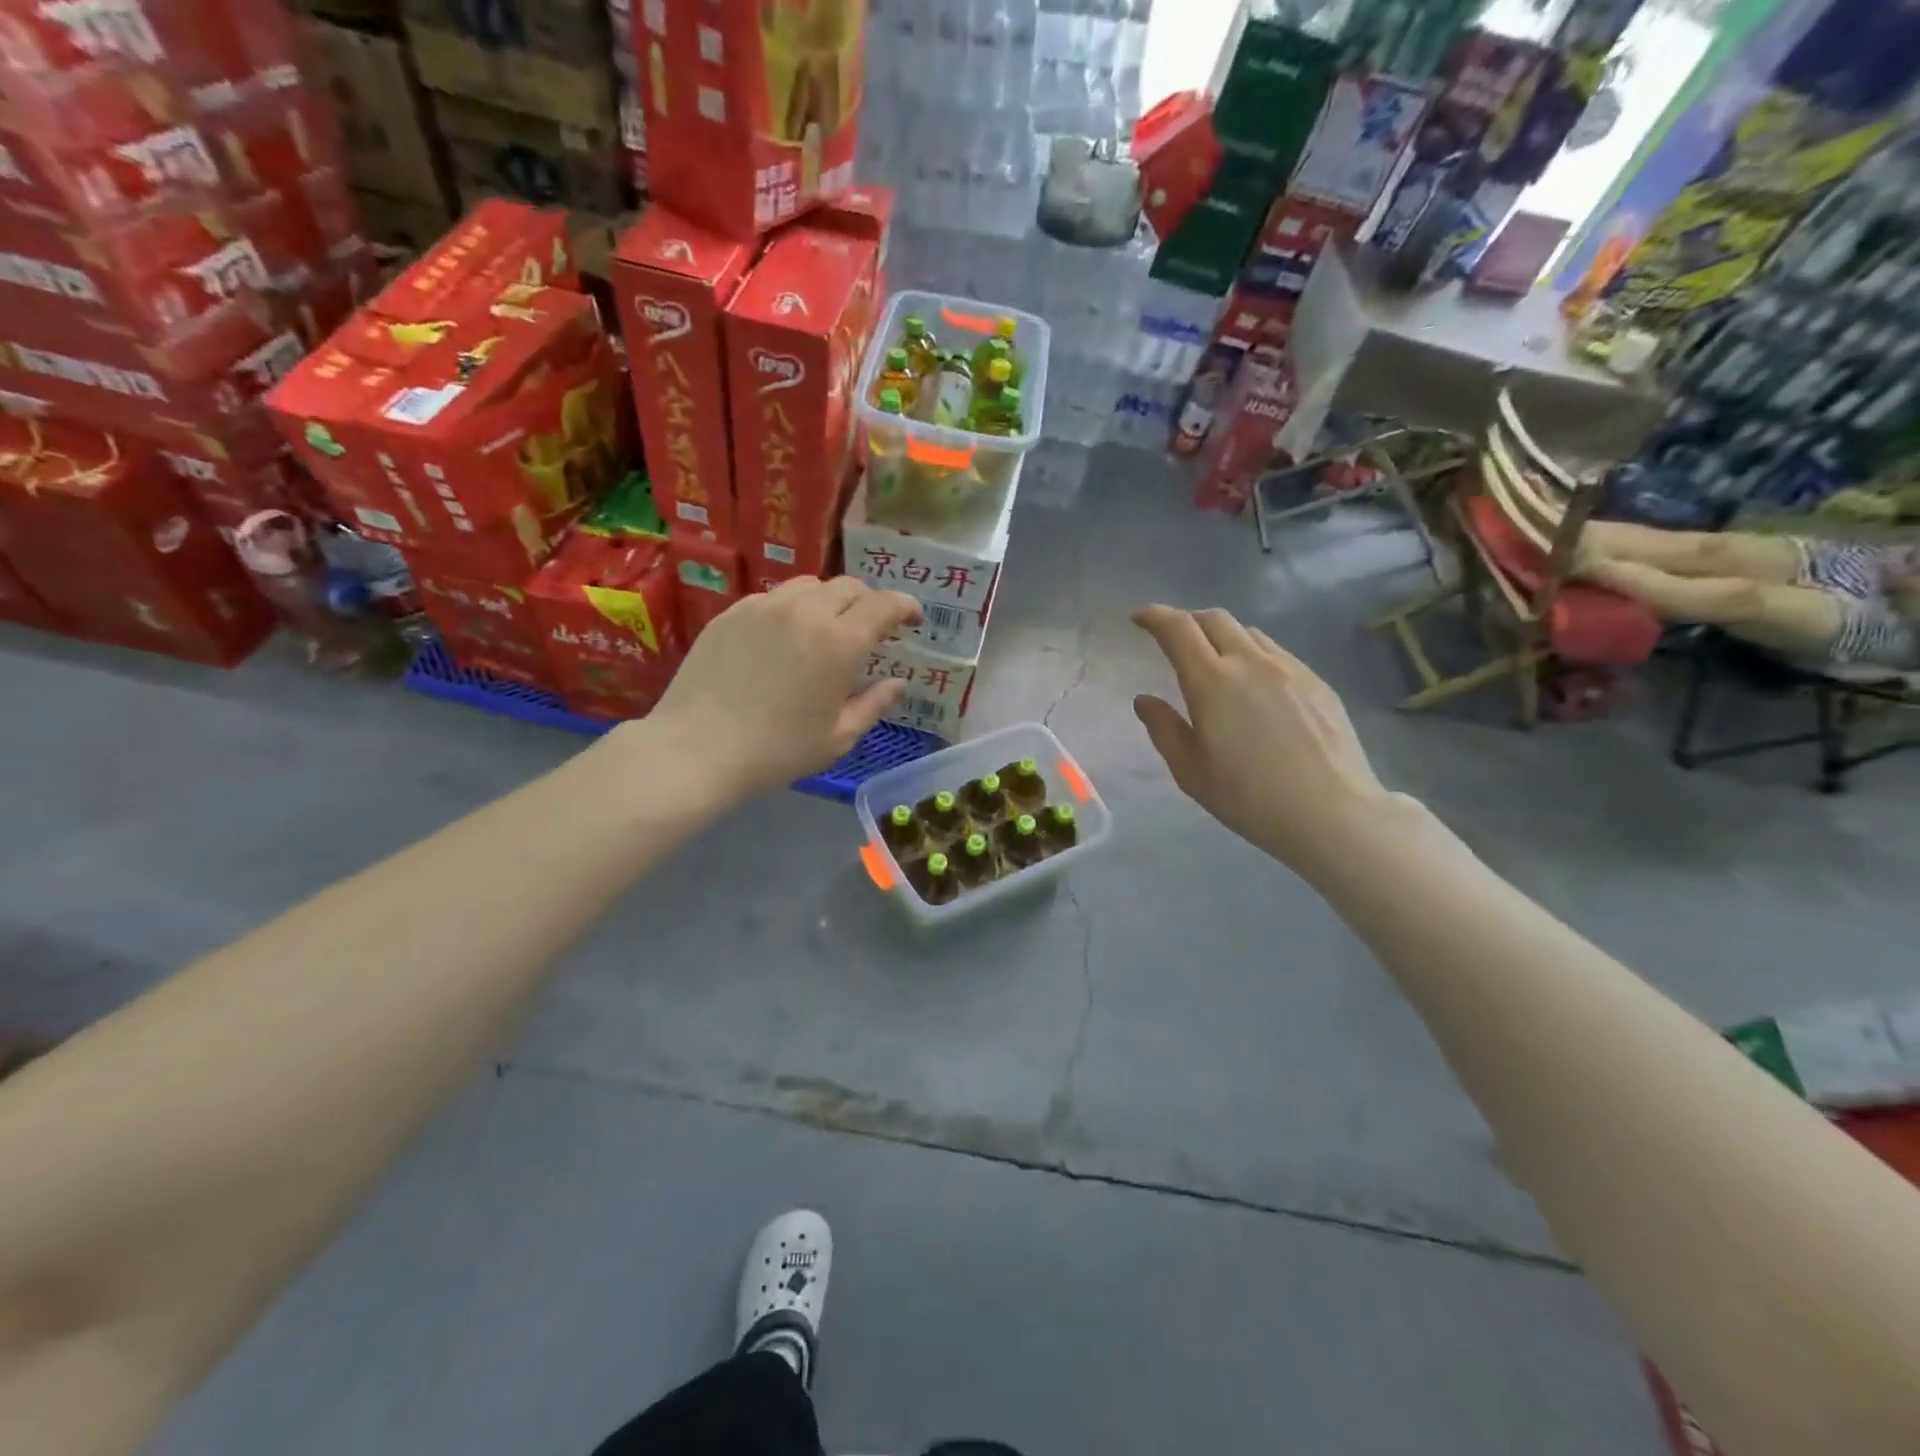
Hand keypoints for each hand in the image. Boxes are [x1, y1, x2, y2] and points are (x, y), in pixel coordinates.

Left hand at [637, 577, 921, 800]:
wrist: (697, 749)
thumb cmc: (778, 751)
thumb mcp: (837, 737)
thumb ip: (873, 704)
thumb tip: (898, 684)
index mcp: (841, 642)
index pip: (884, 604)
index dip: (905, 607)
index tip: (913, 619)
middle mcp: (806, 611)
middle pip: (849, 587)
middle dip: (868, 603)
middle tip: (870, 629)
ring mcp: (764, 607)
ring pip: (809, 585)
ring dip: (829, 601)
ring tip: (826, 628)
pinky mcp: (731, 613)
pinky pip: (773, 598)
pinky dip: (791, 608)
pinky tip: (784, 637)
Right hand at [1131, 605, 1395, 881]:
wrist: (1333, 813)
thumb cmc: (1250, 799)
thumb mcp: (1191, 772)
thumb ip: (1164, 729)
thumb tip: (1145, 700)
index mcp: (1212, 682)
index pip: (1178, 629)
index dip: (1154, 616)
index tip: (1139, 617)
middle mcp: (1251, 663)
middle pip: (1214, 619)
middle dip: (1187, 620)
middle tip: (1172, 638)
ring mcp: (1290, 669)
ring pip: (1249, 633)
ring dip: (1222, 636)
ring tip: (1214, 660)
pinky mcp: (1317, 682)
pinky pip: (1276, 653)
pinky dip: (1253, 654)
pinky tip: (1255, 685)